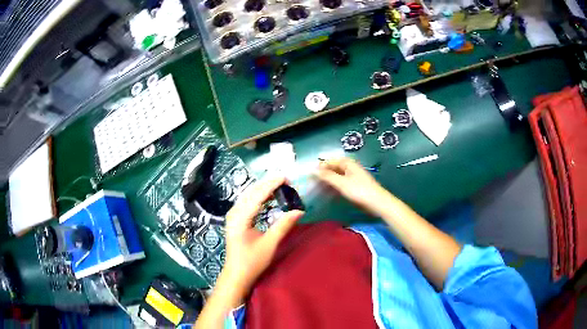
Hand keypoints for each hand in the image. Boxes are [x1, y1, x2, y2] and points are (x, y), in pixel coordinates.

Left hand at [222, 176, 303, 293]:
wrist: (236, 274)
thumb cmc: (252, 262)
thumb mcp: (269, 244)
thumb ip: (283, 225)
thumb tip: (299, 210)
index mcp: (240, 218)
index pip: (257, 195)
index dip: (271, 184)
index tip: (286, 177)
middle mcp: (234, 213)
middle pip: (251, 192)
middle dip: (267, 183)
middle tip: (285, 179)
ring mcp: (233, 216)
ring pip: (248, 195)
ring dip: (263, 188)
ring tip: (279, 185)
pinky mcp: (235, 220)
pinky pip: (247, 202)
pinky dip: (258, 196)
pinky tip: (268, 197)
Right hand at [315, 157, 390, 214]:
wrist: (377, 203)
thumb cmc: (359, 191)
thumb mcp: (341, 183)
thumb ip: (327, 176)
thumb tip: (312, 170)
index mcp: (348, 163)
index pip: (331, 160)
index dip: (321, 165)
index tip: (310, 173)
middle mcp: (351, 168)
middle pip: (335, 167)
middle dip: (324, 172)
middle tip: (313, 181)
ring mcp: (354, 177)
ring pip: (338, 175)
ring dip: (329, 180)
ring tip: (319, 186)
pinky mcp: (356, 186)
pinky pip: (342, 183)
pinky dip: (335, 185)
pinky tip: (330, 191)